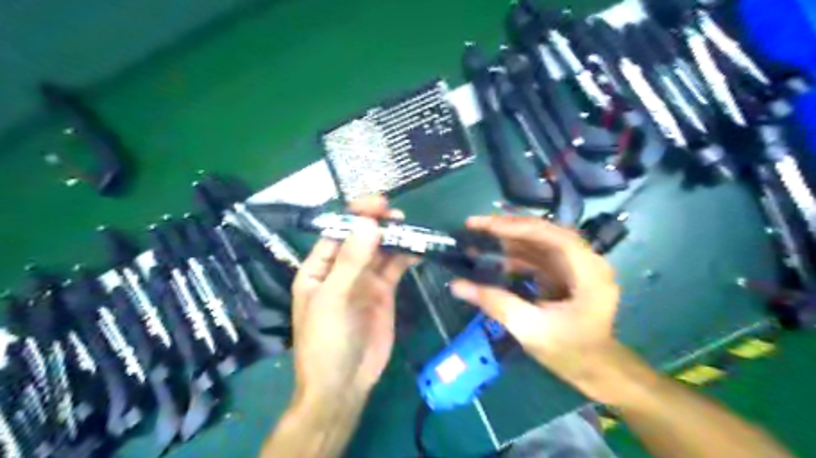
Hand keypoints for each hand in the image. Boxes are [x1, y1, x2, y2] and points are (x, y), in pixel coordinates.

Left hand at [288, 194, 415, 401]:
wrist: (344, 383)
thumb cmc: (326, 341)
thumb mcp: (333, 299)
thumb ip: (351, 261)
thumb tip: (369, 224)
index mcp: (319, 268)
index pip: (337, 233)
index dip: (356, 216)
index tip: (377, 205)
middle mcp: (342, 270)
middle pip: (361, 238)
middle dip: (377, 224)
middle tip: (398, 215)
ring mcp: (364, 280)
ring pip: (380, 251)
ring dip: (394, 238)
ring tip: (411, 228)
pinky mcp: (384, 292)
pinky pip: (395, 268)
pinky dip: (405, 257)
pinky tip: (418, 249)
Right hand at [453, 214, 618, 399]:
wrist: (595, 371)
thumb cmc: (570, 353)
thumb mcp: (530, 329)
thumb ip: (495, 303)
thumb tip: (456, 285)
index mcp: (588, 271)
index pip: (552, 235)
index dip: (518, 227)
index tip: (485, 226)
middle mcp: (584, 261)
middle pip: (542, 234)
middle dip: (506, 229)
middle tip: (473, 226)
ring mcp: (573, 267)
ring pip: (536, 244)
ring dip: (506, 241)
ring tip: (475, 240)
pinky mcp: (562, 275)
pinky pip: (535, 258)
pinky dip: (512, 257)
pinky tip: (490, 259)